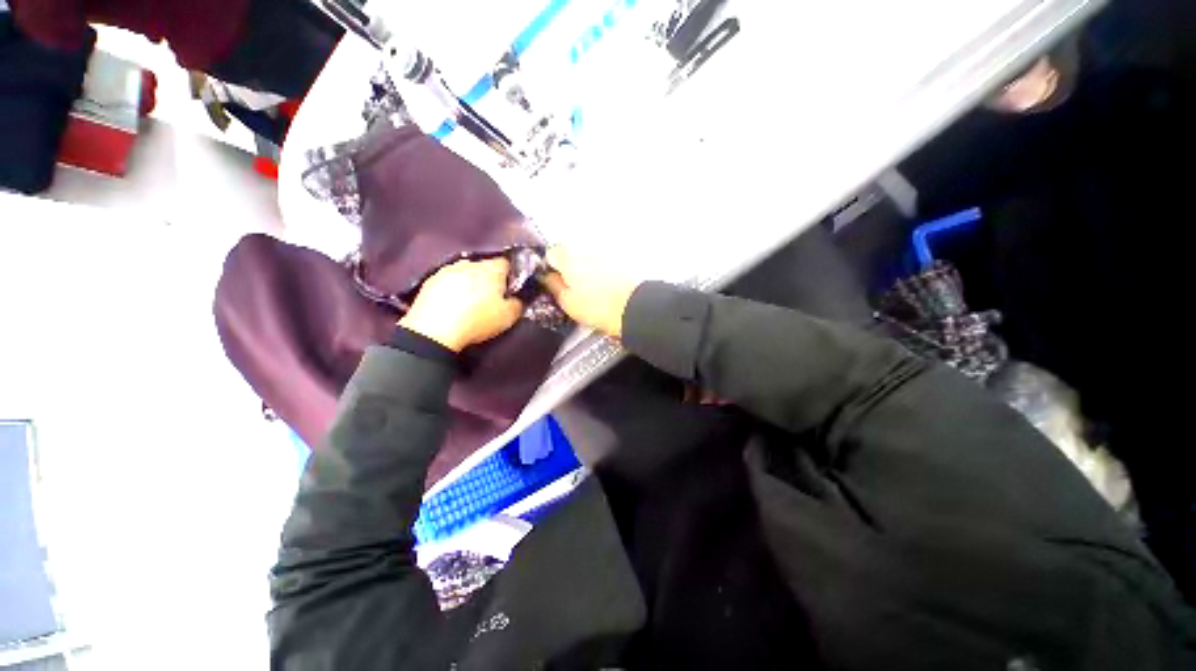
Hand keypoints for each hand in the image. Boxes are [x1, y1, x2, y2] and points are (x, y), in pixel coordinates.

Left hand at [399, 257, 522, 351]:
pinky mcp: (429, 281)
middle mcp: (470, 264)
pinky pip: (448, 282)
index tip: (510, 289)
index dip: (510, 275)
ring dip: (469, 283)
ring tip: (470, 302)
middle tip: (492, 298)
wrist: (435, 330)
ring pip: (465, 273)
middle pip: (484, 267)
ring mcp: (447, 270)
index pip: (506, 263)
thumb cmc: (478, 320)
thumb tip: (517, 299)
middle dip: (489, 279)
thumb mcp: (508, 317)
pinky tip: (453, 305)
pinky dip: (452, 290)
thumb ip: (517, 304)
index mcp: (491, 269)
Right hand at [541, 247, 640, 337]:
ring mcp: (603, 252)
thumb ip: (553, 285)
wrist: (632, 308)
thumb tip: (546, 276)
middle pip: (570, 252)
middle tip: (572, 288)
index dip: (550, 267)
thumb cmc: (597, 307)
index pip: (551, 253)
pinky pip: (602, 262)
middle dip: (568, 266)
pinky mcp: (618, 259)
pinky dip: (599, 271)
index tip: (553, 281)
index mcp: (568, 257)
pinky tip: (604, 287)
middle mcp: (585, 249)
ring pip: (586, 257)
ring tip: (590, 290)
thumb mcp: (567, 301)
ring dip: (584, 268)